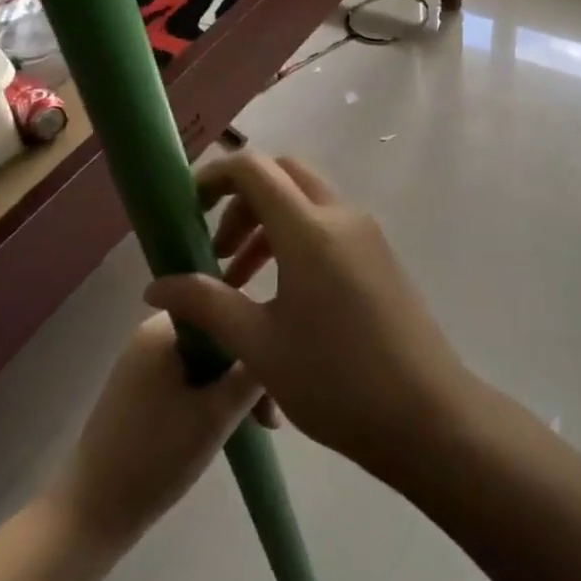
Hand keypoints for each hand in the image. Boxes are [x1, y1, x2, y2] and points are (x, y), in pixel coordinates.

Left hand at [49, 311, 265, 550]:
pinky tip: (227, 427)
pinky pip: (190, 377)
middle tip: (270, 416)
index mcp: (165, 326)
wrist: (88, 516)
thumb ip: (254, 370)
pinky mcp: (141, 389)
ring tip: (256, 426)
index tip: (278, 380)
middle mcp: (152, 333)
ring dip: (233, 387)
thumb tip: (282, 341)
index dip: (258, 339)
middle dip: (248, 370)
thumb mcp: (218, 412)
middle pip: (219, 336)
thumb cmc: (155, 457)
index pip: (228, 308)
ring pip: (208, 360)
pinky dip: (212, 397)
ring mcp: (143, 361)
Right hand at [145, 151, 468, 468]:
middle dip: (243, 200)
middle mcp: (341, 216)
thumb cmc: (334, 380)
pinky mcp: (380, 254)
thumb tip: (155, 285)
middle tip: (217, 249)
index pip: (254, 169)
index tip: (187, 209)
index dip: (215, 176)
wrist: (425, 411)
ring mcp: (367, 232)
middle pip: (283, 175)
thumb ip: (206, 303)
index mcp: (309, 229)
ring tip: (239, 280)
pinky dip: (297, 237)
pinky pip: (330, 224)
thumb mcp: (259, 345)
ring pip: (307, 200)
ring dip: (269, 223)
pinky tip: (283, 292)